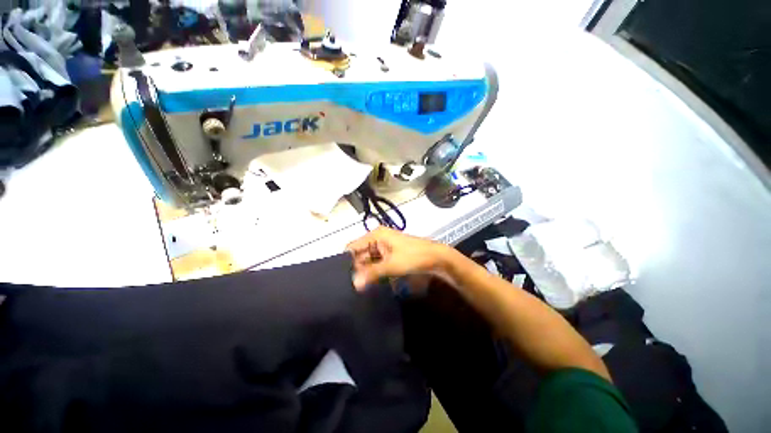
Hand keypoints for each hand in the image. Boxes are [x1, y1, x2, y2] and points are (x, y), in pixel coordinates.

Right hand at [345, 228, 450, 290]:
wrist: (436, 257)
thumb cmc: (413, 256)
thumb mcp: (391, 265)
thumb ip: (371, 273)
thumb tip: (354, 284)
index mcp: (375, 235)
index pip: (353, 247)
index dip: (347, 261)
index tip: (342, 278)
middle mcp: (377, 239)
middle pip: (360, 254)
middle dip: (356, 269)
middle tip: (350, 287)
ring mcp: (384, 247)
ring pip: (368, 260)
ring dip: (365, 272)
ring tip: (358, 288)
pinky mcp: (390, 255)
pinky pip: (377, 263)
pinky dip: (374, 272)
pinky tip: (370, 283)